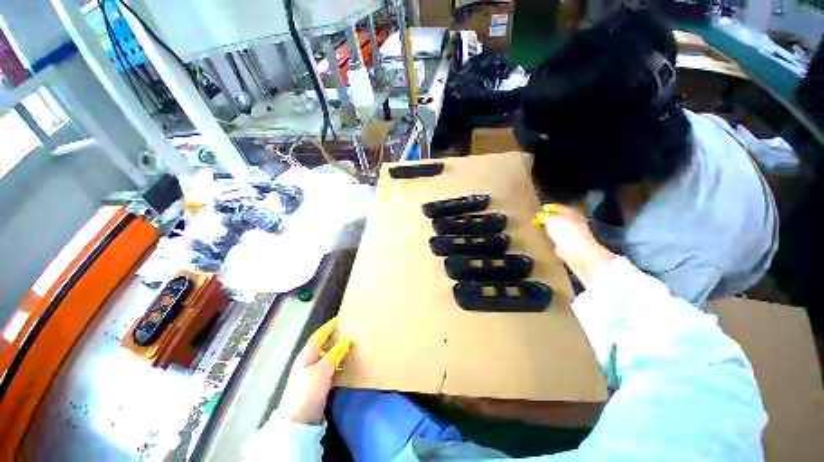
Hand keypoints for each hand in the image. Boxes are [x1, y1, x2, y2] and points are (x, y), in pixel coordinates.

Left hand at [279, 318, 350, 424]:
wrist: (299, 421)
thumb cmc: (309, 391)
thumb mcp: (323, 370)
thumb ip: (335, 354)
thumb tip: (346, 341)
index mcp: (307, 355)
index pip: (318, 336)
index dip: (328, 327)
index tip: (339, 320)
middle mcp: (307, 362)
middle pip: (322, 345)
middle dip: (333, 337)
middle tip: (347, 331)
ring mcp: (311, 374)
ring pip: (326, 356)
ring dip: (336, 350)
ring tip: (349, 346)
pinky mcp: (316, 384)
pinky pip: (328, 368)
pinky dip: (336, 363)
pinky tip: (345, 365)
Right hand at [539, 204, 615, 286]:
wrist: (579, 254)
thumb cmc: (565, 233)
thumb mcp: (550, 220)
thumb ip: (545, 216)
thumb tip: (542, 216)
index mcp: (571, 213)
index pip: (559, 207)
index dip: (549, 209)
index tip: (538, 211)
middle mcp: (575, 222)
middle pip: (561, 219)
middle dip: (551, 220)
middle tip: (538, 221)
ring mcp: (575, 235)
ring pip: (561, 231)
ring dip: (553, 231)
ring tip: (542, 231)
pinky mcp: (573, 248)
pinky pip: (561, 242)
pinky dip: (555, 242)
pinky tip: (548, 242)